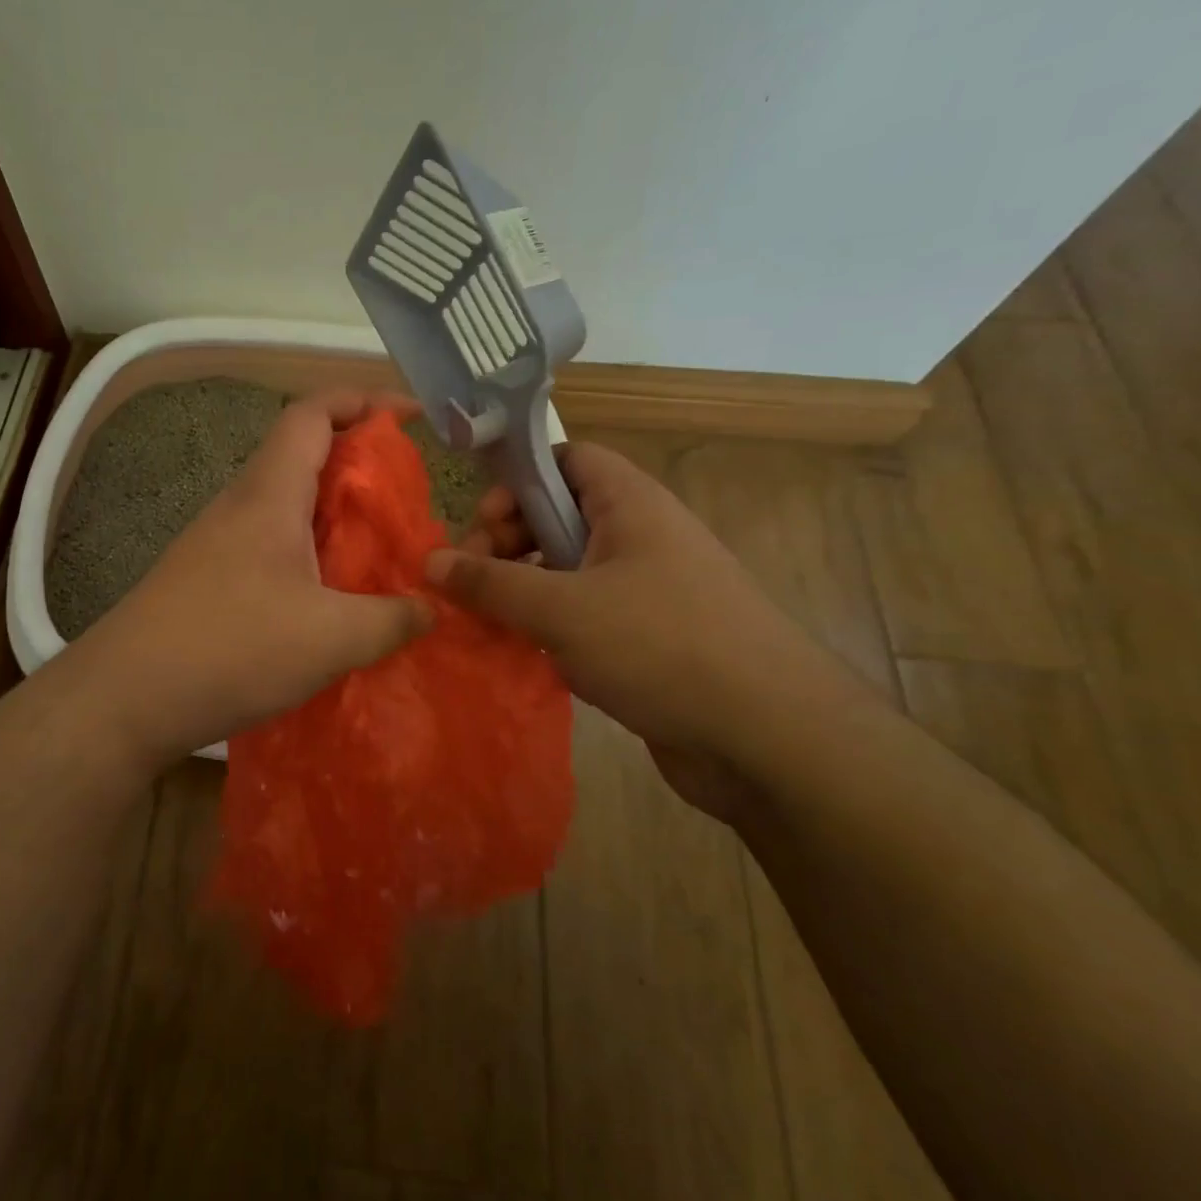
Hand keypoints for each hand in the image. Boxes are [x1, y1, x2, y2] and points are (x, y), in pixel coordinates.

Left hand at [68, 390, 433, 765]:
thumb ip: (390, 620)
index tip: (409, 415)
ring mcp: (218, 542)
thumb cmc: (231, 648)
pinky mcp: (208, 577)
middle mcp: (240, 505)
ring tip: (376, 548)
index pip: (311, 414)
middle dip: (357, 462)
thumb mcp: (329, 638)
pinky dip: (308, 552)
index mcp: (269, 494)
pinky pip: (270, 544)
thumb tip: (431, 609)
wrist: (125, 697)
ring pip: (286, 504)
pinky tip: (328, 597)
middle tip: (404, 496)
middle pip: (301, 455)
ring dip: (332, 513)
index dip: (361, 400)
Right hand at [427, 442, 861, 819]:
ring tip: (485, 620)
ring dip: (521, 588)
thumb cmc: (661, 647)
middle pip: (558, 516)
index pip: (568, 459)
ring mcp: (645, 591)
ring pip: (566, 570)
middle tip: (471, 578)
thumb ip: (490, 583)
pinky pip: (582, 615)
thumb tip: (429, 561)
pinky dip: (547, 626)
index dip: (520, 477)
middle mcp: (640, 538)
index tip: (481, 519)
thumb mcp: (561, 609)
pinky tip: (519, 653)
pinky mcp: (645, 640)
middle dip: (508, 541)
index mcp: (630, 505)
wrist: (770, 741)